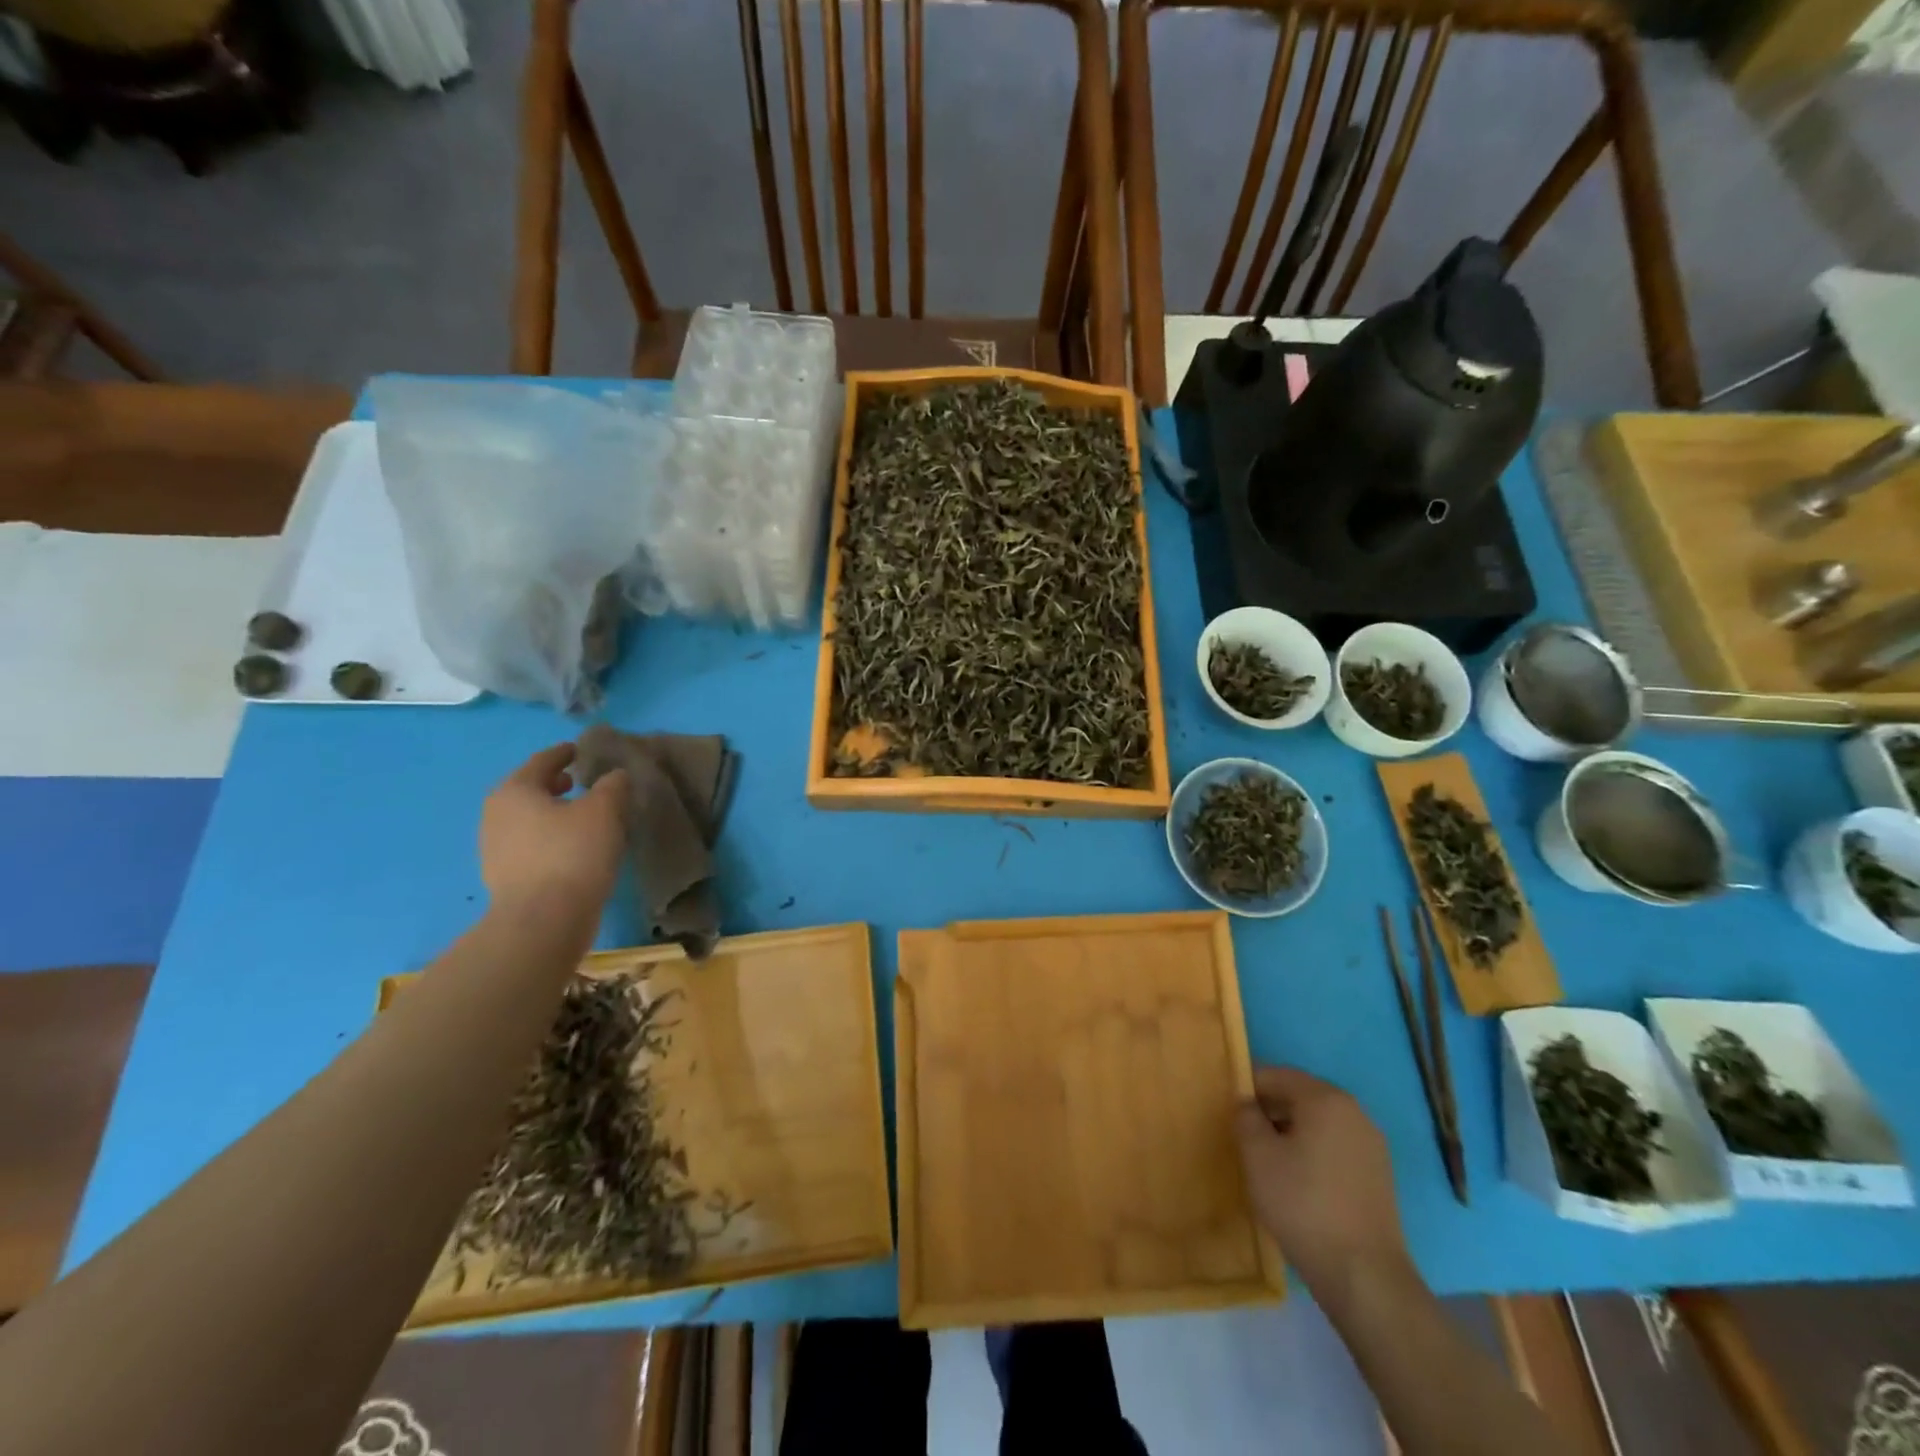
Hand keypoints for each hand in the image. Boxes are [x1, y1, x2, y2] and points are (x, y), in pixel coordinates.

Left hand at [479, 745, 627, 915]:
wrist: (543, 921)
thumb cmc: (573, 853)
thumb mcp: (605, 810)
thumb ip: (612, 785)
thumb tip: (614, 776)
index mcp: (515, 790)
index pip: (542, 761)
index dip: (565, 753)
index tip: (581, 750)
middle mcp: (496, 815)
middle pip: (530, 790)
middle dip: (556, 784)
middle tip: (582, 782)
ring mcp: (495, 849)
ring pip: (529, 819)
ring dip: (554, 813)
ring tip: (584, 817)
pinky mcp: (505, 877)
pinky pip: (531, 845)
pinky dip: (551, 838)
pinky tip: (575, 848)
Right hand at [1235, 1066, 1410, 1299]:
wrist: (1364, 1276)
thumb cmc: (1303, 1204)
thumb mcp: (1257, 1155)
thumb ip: (1245, 1116)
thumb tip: (1248, 1104)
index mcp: (1326, 1098)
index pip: (1276, 1075)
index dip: (1248, 1088)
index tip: (1228, 1110)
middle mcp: (1354, 1112)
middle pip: (1301, 1096)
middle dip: (1270, 1109)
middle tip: (1244, 1135)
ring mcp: (1371, 1145)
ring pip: (1319, 1123)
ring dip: (1291, 1131)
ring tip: (1268, 1160)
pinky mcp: (1379, 1175)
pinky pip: (1336, 1147)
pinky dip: (1313, 1152)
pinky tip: (1298, 1181)